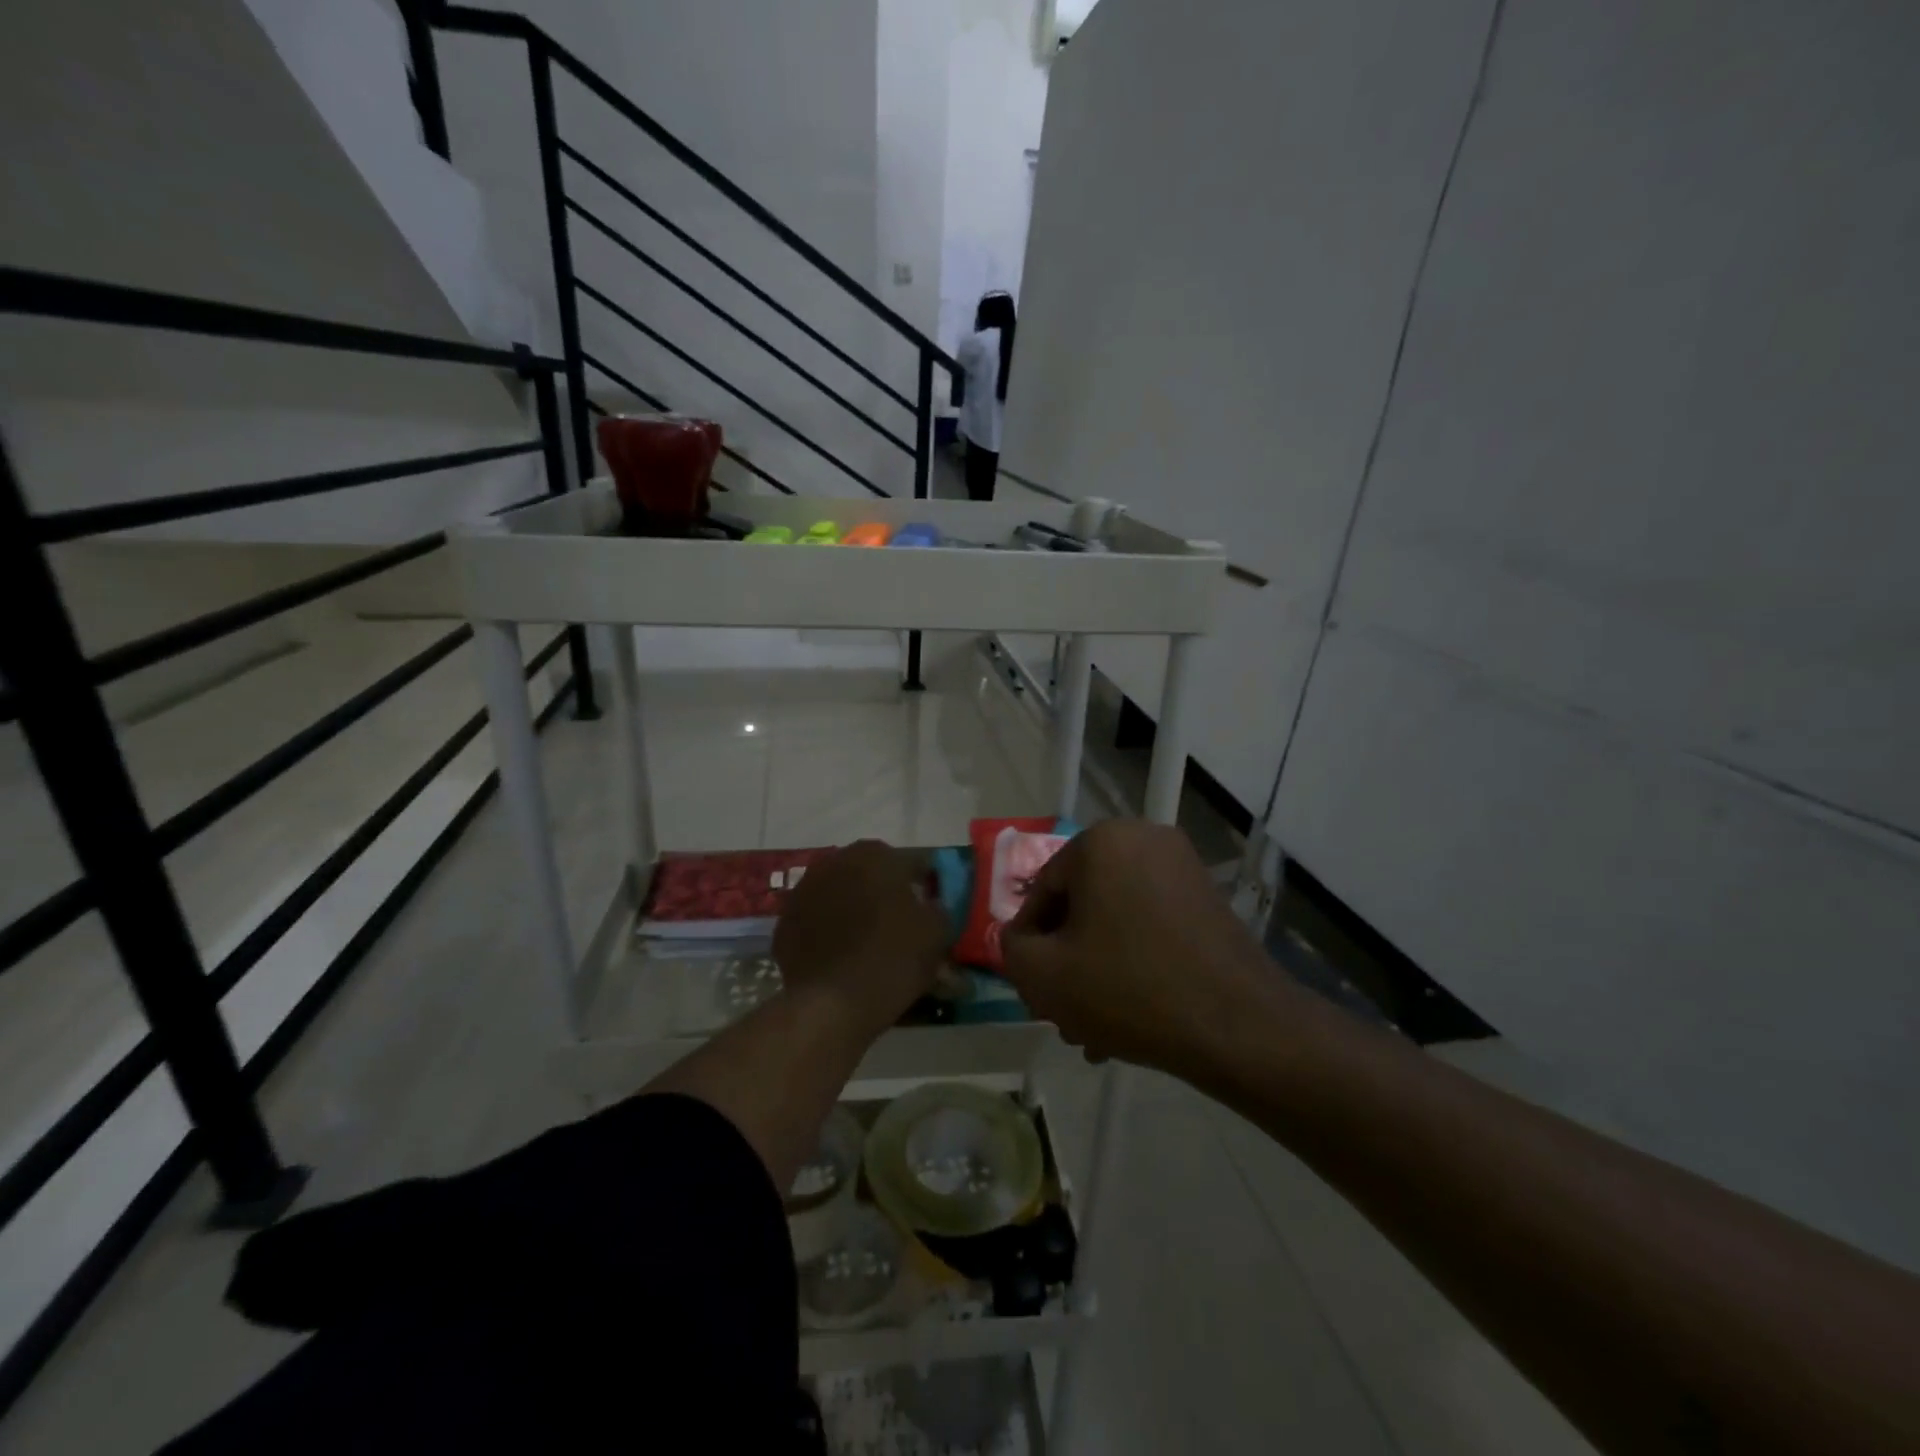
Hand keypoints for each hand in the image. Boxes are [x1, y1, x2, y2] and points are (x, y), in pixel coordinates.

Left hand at [772, 840, 947, 1029]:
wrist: (832, 1004)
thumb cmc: (892, 958)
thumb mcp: (937, 932)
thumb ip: (938, 908)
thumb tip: (931, 906)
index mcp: (876, 855)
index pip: (911, 863)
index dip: (925, 885)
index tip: (931, 909)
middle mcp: (836, 861)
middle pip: (871, 875)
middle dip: (886, 894)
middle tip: (900, 927)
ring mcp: (804, 891)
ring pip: (840, 896)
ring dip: (854, 910)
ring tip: (869, 944)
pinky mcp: (784, 923)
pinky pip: (816, 922)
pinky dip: (828, 933)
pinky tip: (841, 958)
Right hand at [1000, 820, 1296, 1079]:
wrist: (1238, 1026)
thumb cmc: (1128, 989)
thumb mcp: (1044, 975)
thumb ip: (1012, 949)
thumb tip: (1021, 938)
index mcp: (1101, 841)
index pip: (1042, 891)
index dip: (1030, 943)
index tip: (1033, 987)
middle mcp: (1143, 839)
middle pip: (1081, 905)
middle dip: (1066, 961)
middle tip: (1061, 1011)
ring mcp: (1182, 866)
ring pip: (1115, 920)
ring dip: (1096, 968)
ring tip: (1093, 1028)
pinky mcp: (1208, 898)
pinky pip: (1150, 925)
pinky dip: (1133, 961)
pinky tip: (1128, 1017)